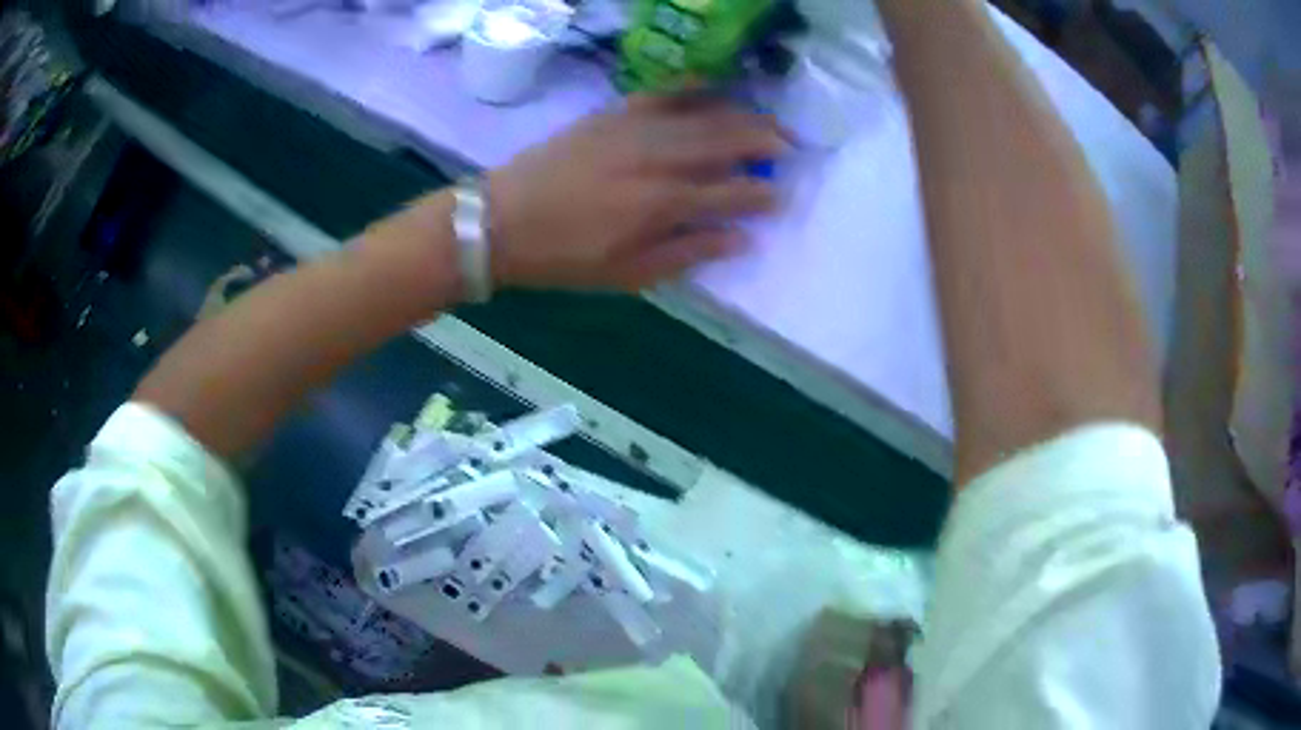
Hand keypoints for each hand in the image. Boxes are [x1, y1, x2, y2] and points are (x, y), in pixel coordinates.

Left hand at [486, 96, 785, 290]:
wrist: (502, 220)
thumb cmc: (564, 257)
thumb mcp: (628, 274)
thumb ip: (688, 252)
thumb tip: (740, 239)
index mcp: (663, 203)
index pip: (730, 191)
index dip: (761, 193)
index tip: (783, 195)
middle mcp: (657, 158)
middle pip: (725, 142)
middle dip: (764, 141)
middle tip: (792, 144)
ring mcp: (634, 129)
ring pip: (702, 115)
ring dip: (741, 115)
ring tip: (769, 118)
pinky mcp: (612, 114)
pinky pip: (662, 94)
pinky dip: (692, 88)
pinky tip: (715, 86)